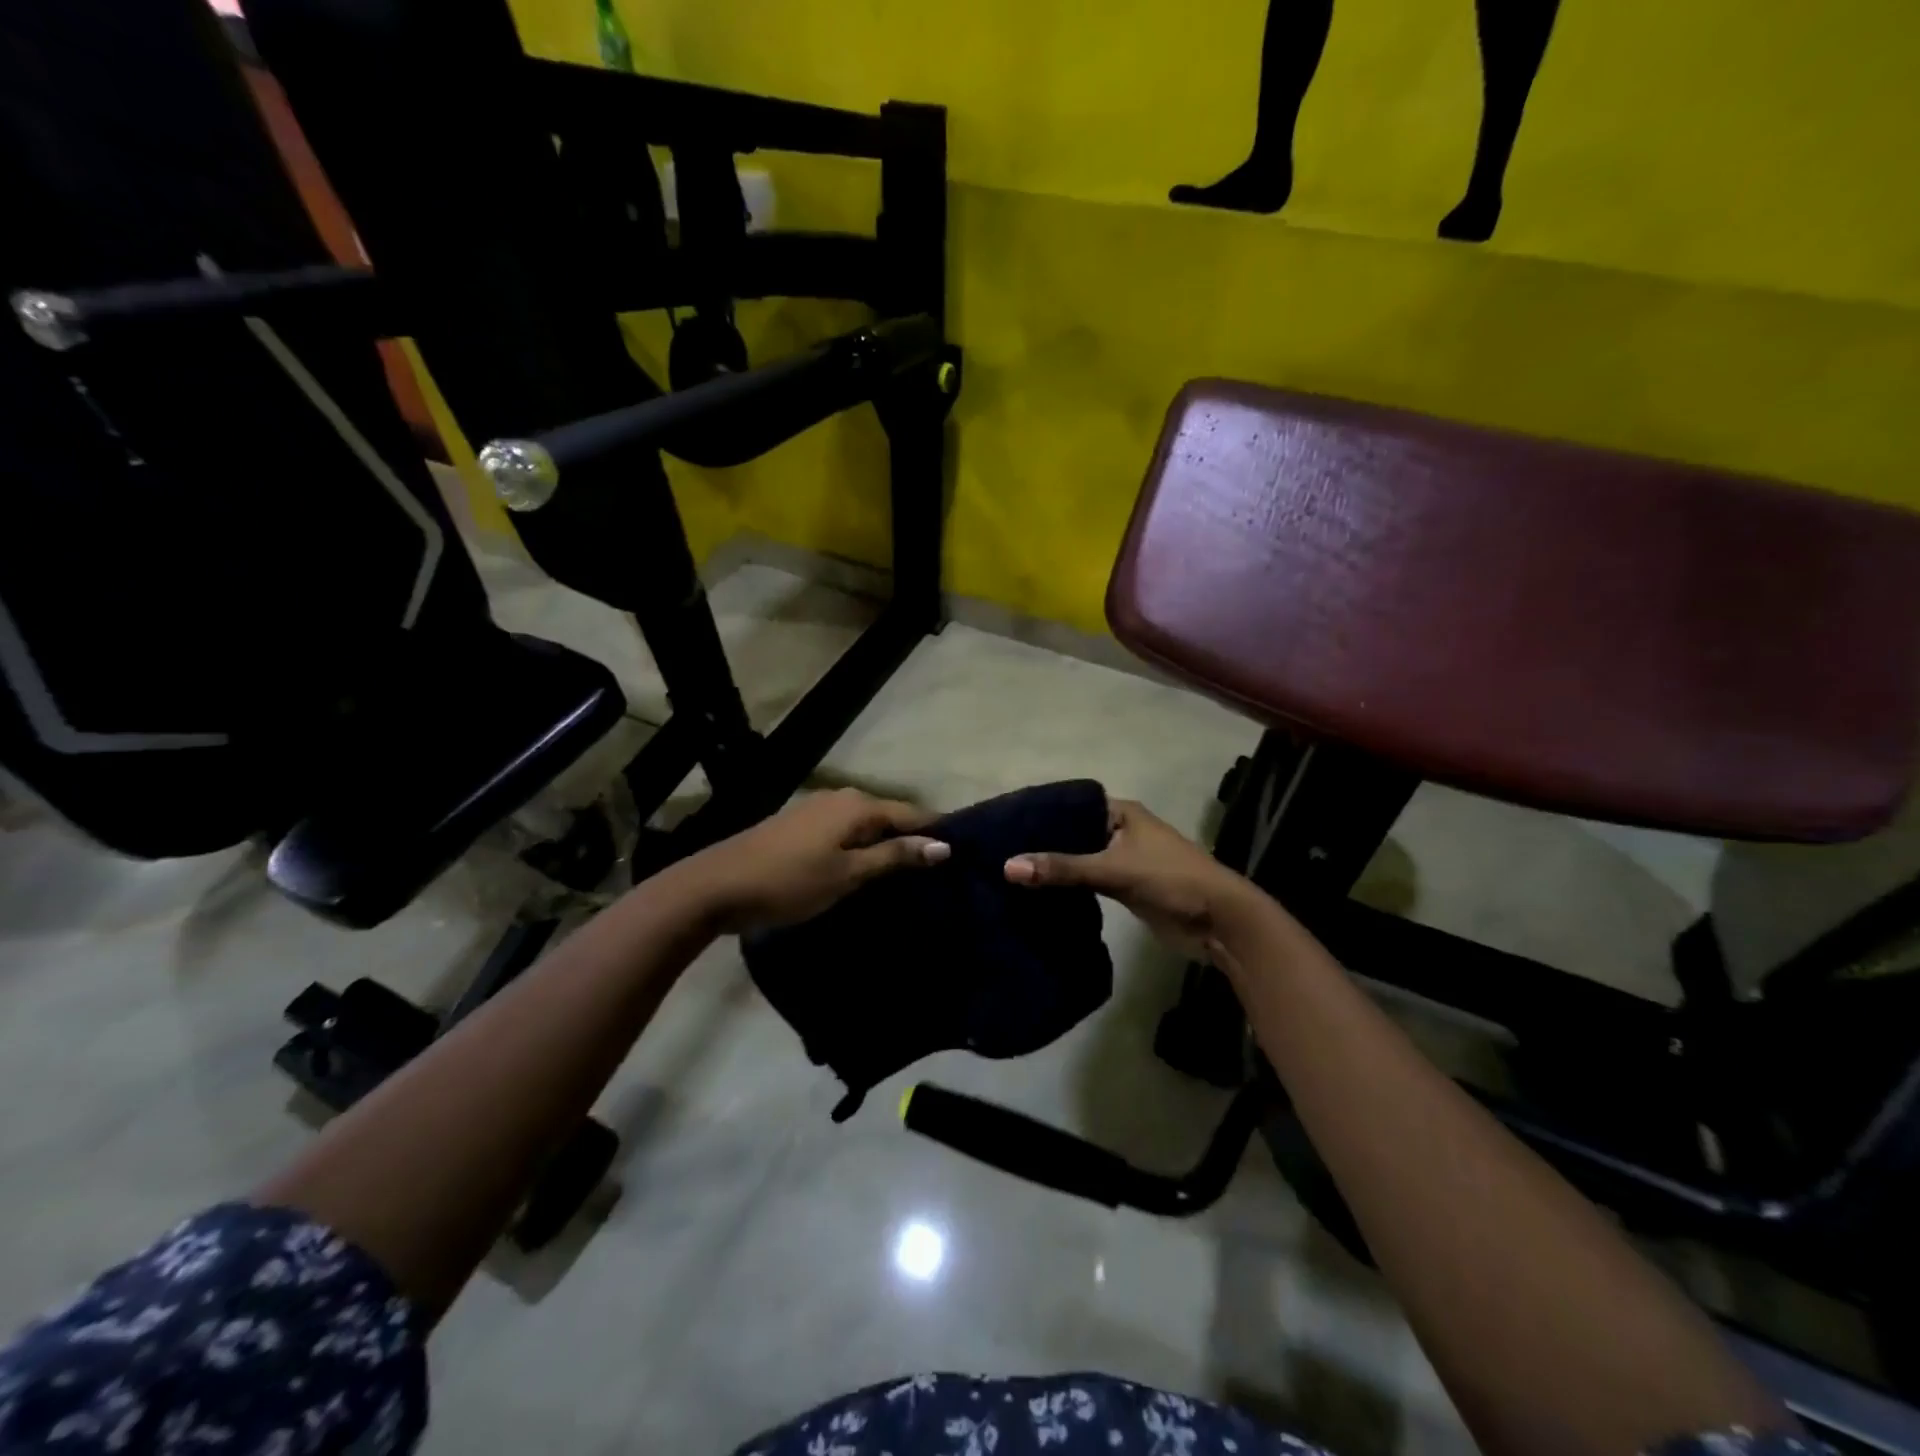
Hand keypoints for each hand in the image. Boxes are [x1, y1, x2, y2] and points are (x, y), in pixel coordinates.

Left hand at [692, 788, 949, 932]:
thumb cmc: (789, 881)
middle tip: (939, 871)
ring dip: (886, 845)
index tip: (962, 854)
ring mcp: (817, 809)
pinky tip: (867, 867)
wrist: (716, 885)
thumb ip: (894, 857)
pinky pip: (845, 832)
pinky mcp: (800, 825)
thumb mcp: (847, 874)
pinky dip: (862, 847)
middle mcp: (840, 798)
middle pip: (889, 816)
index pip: (912, 813)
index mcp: (857, 806)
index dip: (936, 832)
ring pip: (866, 825)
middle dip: (913, 839)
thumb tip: (943, 846)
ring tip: (909, 874)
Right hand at [1005, 798, 1256, 958]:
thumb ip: (1063, 868)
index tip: (1005, 823)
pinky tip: (1038, 894)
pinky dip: (1069, 888)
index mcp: (1122, 813)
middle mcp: (1121, 831)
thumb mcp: (1114, 869)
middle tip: (999, 851)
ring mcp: (1124, 861)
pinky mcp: (1126, 888)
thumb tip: (1007, 866)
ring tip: (1010, 872)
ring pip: (1080, 860)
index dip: (1042, 813)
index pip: (1072, 805)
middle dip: (1044, 844)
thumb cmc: (1171, 879)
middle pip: (1074, 833)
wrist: (1220, 923)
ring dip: (1056, 868)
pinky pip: (1089, 883)